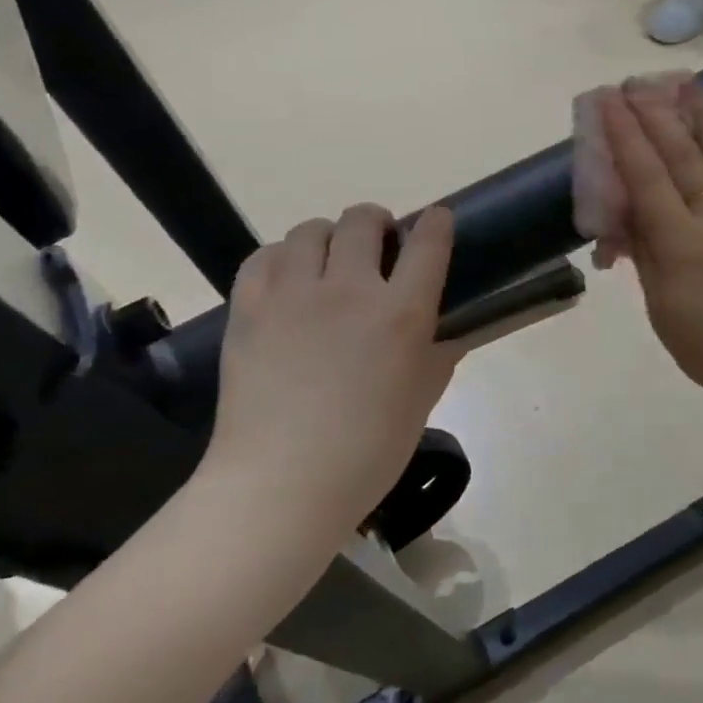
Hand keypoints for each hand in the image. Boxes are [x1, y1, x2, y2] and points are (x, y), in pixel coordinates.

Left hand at [202, 205, 462, 527]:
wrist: (282, 482)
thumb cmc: (367, 450)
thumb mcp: (422, 402)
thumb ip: (441, 356)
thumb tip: (452, 332)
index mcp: (400, 313)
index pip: (427, 244)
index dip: (437, 223)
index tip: (438, 220)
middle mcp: (348, 288)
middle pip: (362, 221)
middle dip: (377, 222)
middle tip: (379, 245)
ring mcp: (292, 294)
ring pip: (310, 231)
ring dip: (328, 237)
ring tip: (329, 263)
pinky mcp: (249, 307)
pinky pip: (264, 257)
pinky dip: (282, 258)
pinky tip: (288, 280)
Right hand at [600, 77, 702, 409]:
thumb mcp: (659, 305)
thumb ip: (643, 253)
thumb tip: (625, 214)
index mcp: (680, 242)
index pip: (647, 177)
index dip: (625, 136)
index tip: (608, 102)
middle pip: (682, 156)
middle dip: (655, 116)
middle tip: (636, 83)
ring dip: (702, 116)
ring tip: (687, 84)